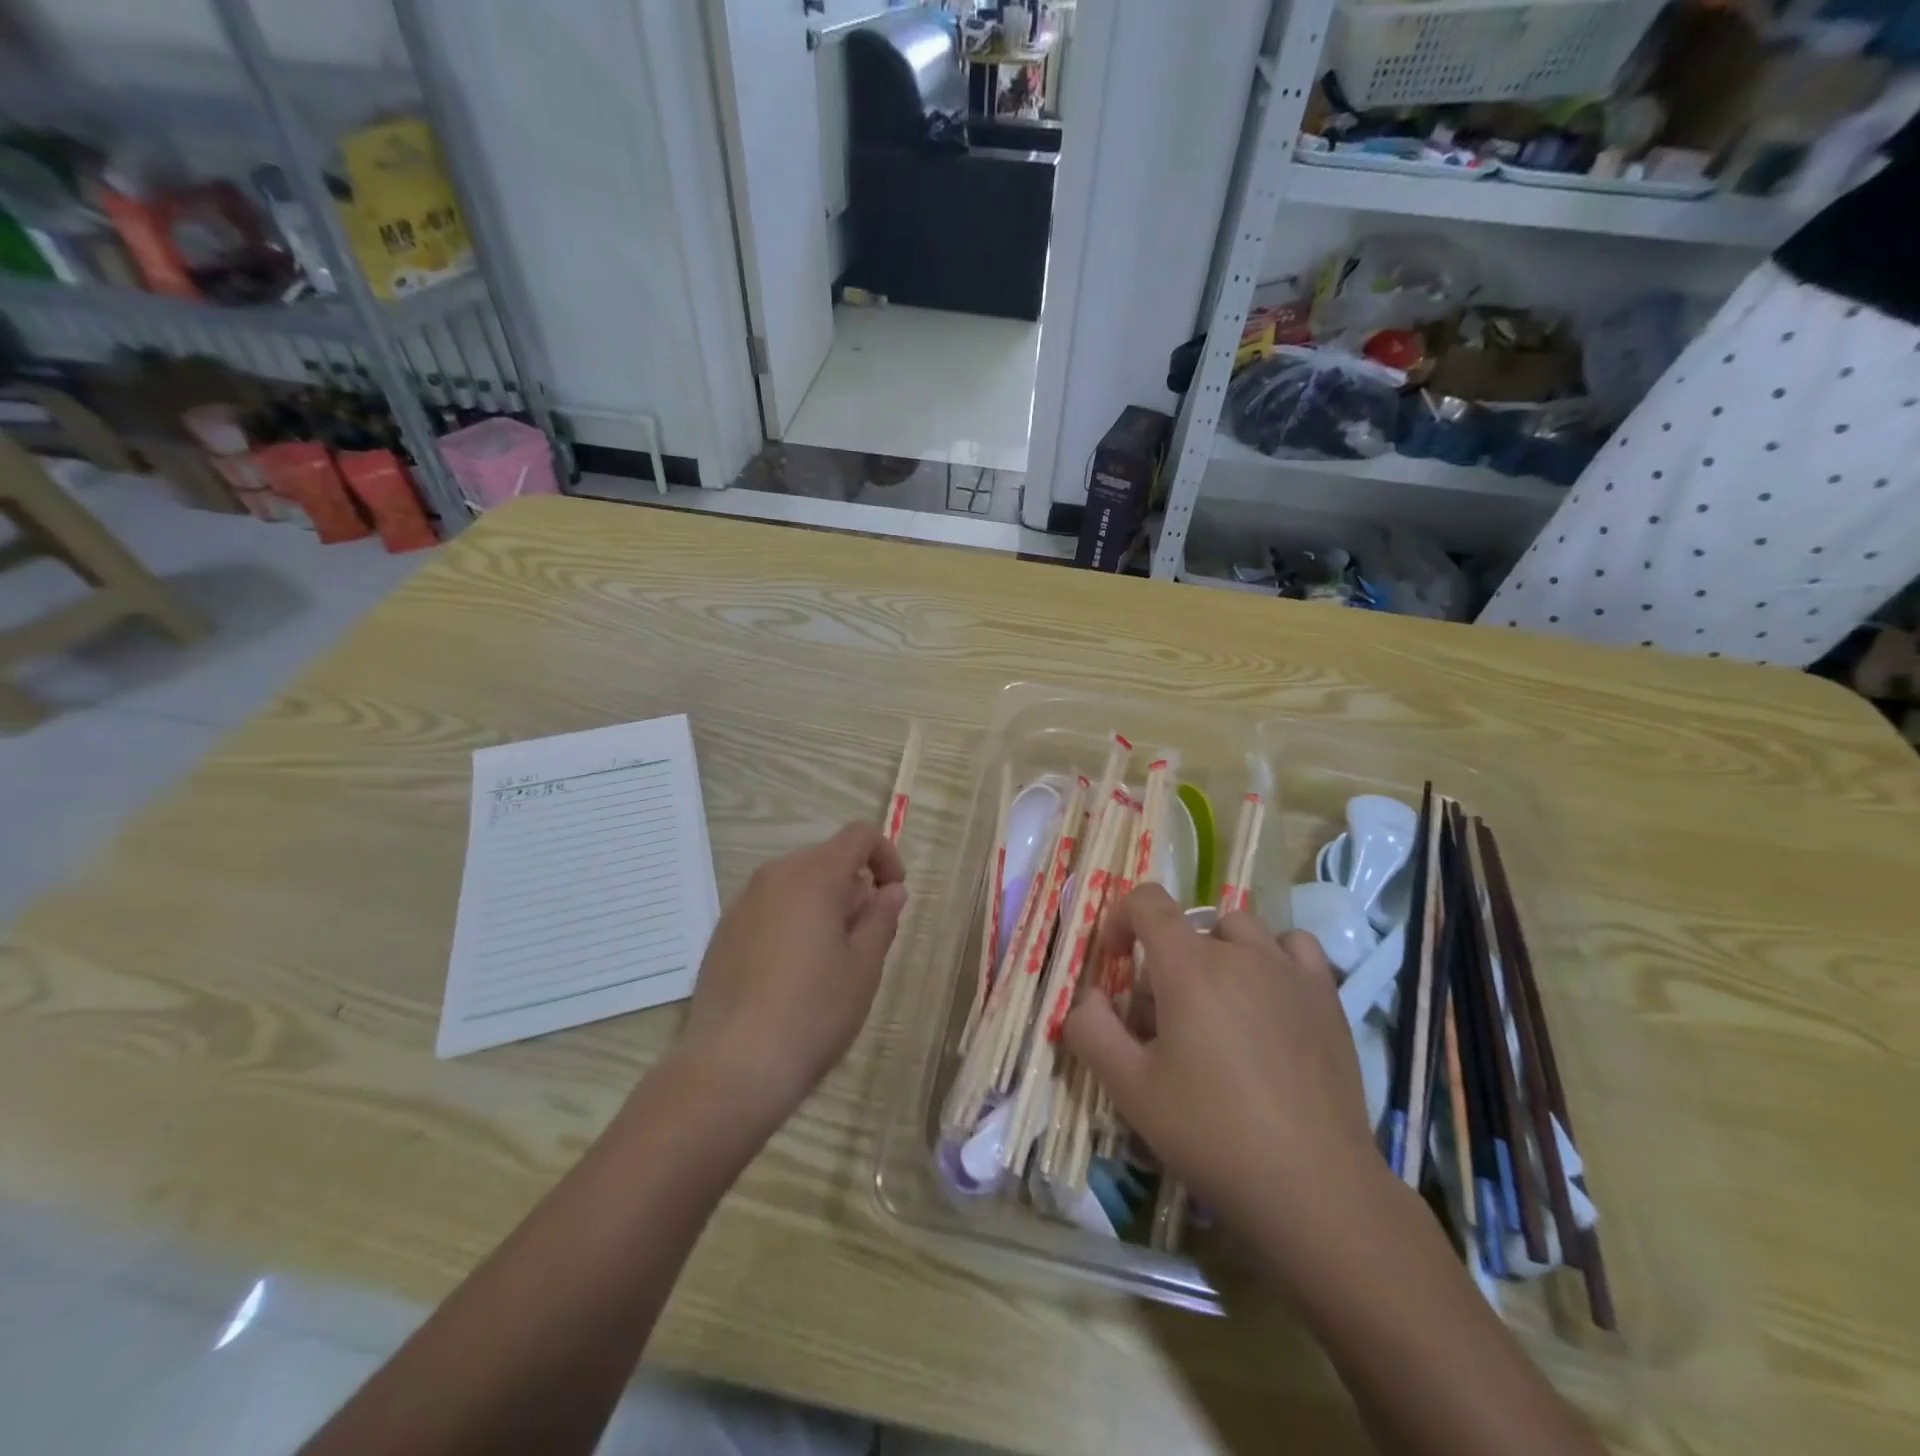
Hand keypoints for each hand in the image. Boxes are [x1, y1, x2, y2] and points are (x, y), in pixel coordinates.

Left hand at [676, 823, 906, 1121]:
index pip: (858, 836)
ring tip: (830, 960)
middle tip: (865, 938)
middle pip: (825, 858)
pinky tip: (792, 974)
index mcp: (813, 876)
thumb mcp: (863, 968)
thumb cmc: (813, 1013)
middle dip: (854, 886)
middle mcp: (773, 877)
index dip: (886, 856)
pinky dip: (792, 921)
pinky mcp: (723, 933)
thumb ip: (881, 918)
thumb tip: (890, 889)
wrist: (731, 1067)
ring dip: (823, 905)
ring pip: (796, 884)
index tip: (894, 896)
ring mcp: (742, 904)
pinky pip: (769, 908)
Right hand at [1064, 885, 1378, 1261]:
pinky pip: (1294, 947)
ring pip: (1242, 929)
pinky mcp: (1327, 997)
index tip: (1115, 960)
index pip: (1147, 902)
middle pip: (1191, 923)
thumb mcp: (1130, 1089)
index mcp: (1189, 966)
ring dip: (1218, 951)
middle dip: (1166, 957)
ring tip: (1218, 1005)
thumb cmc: (1212, 1134)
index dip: (1121, 919)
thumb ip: (1091, 1030)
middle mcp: (1241, 952)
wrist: (1314, 1187)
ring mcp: (1290, 970)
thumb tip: (1088, 997)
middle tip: (1164, 1015)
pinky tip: (1270, 999)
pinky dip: (1273, 957)